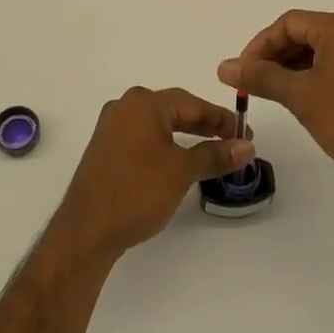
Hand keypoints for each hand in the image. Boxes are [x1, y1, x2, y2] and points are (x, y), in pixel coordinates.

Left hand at [52, 86, 254, 260]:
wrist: (87, 230)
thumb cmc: (137, 191)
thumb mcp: (182, 171)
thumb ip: (215, 154)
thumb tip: (247, 146)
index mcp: (143, 103)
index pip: (192, 103)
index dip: (221, 118)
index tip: (245, 132)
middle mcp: (125, 107)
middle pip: (174, 110)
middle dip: (205, 125)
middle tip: (233, 141)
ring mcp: (111, 128)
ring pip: (159, 125)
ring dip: (186, 136)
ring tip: (211, 151)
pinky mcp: (105, 150)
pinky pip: (144, 138)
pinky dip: (166, 146)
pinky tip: (178, 161)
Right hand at [218, 10, 333, 197]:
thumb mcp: (301, 96)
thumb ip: (262, 77)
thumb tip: (225, 66)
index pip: (289, 23)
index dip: (260, 44)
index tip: (241, 71)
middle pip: (305, 34)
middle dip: (274, 56)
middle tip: (251, 83)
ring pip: (321, 53)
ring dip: (293, 69)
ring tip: (272, 94)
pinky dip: (314, 79)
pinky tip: (302, 102)